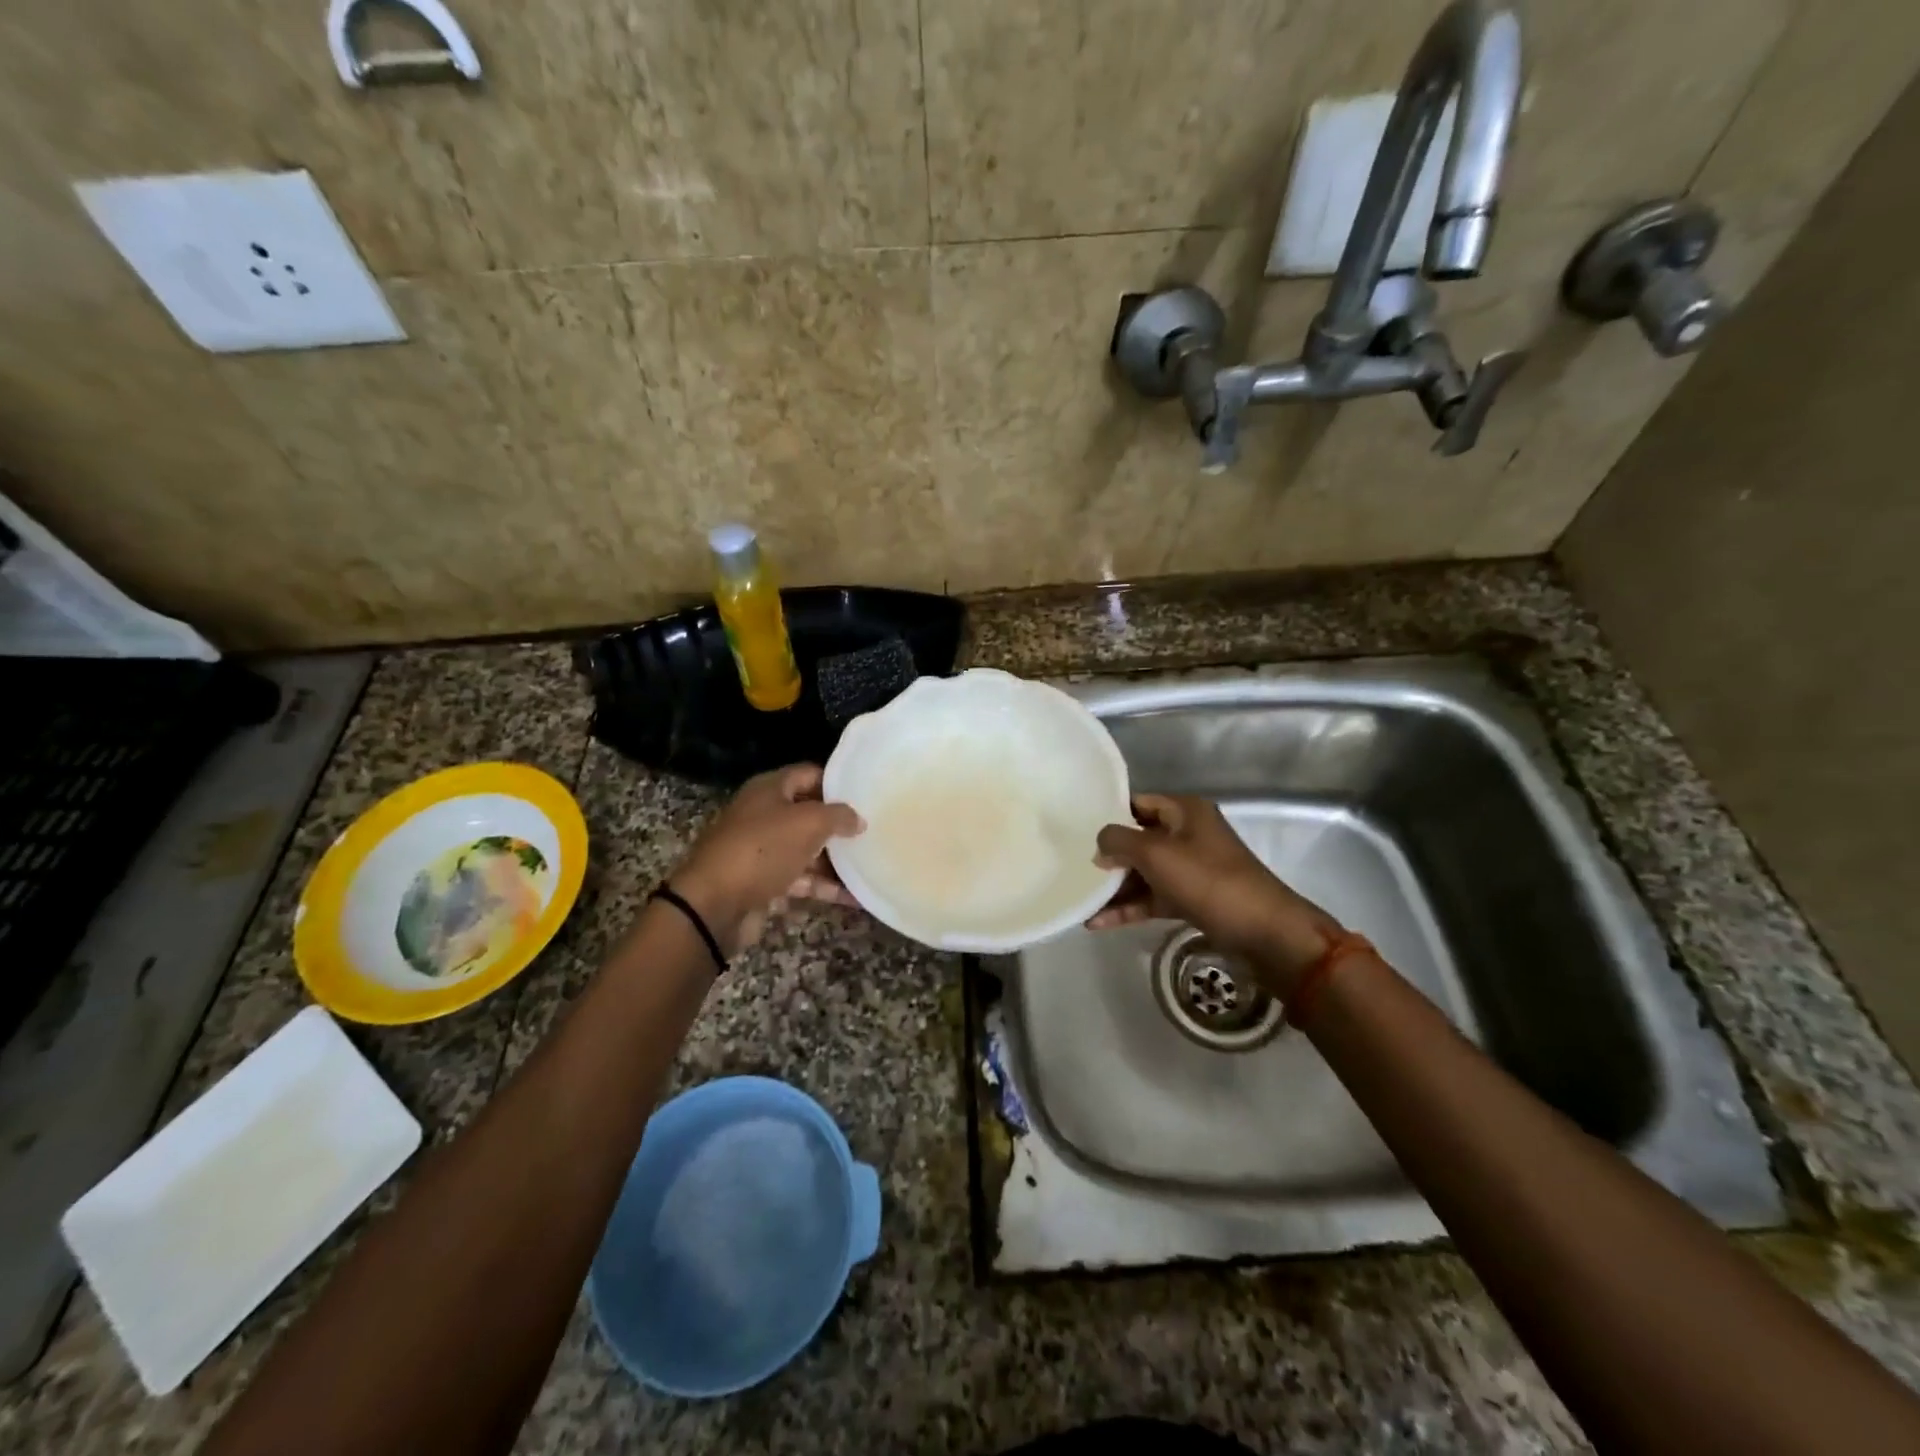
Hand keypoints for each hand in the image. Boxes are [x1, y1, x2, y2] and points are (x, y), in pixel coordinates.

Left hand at [669, 764, 863, 954]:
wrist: (713, 905)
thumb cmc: (762, 849)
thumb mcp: (807, 823)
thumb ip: (839, 816)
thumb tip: (858, 819)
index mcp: (768, 789)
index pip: (809, 774)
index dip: (837, 783)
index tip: (866, 796)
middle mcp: (763, 815)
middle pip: (808, 813)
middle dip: (838, 824)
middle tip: (873, 831)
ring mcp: (762, 850)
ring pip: (806, 849)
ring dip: (835, 859)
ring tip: (870, 865)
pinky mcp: (763, 883)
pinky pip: (800, 880)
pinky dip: (824, 887)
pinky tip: (854, 897)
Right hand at [1088, 793, 1340, 990]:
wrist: (1264, 931)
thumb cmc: (1208, 880)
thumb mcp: (1156, 853)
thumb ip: (1119, 841)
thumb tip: (1100, 843)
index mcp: (1185, 811)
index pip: (1138, 803)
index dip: (1110, 814)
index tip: (1077, 829)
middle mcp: (1188, 834)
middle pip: (1139, 839)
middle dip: (1109, 855)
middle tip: (1076, 867)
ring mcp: (1192, 868)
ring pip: (1145, 872)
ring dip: (1115, 887)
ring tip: (1081, 901)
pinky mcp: (1192, 898)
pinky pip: (1153, 897)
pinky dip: (1130, 908)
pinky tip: (1098, 923)